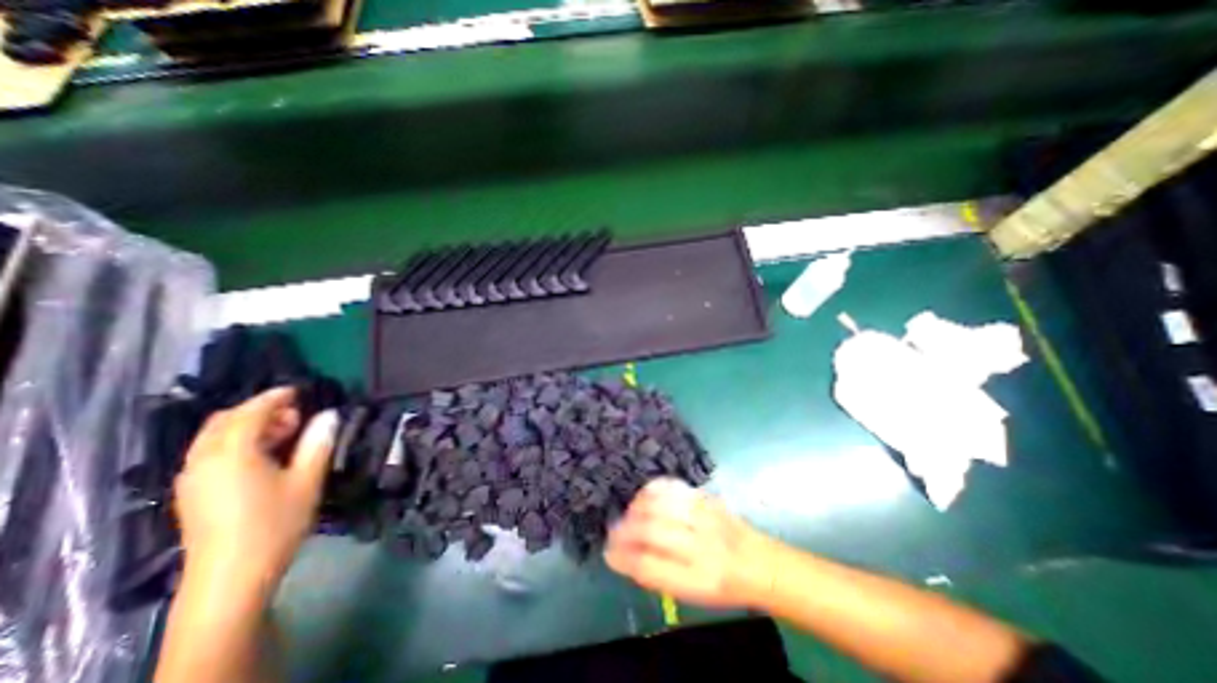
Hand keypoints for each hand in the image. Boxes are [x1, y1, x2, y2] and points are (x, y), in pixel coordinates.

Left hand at [174, 389, 334, 591]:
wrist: (230, 580)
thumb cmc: (274, 524)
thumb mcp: (307, 481)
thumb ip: (318, 443)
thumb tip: (329, 415)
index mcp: (231, 453)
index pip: (250, 412)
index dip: (275, 397)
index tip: (299, 390)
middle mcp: (203, 461)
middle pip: (224, 421)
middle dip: (260, 410)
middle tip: (297, 415)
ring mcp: (192, 479)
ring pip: (215, 438)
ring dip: (248, 427)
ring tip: (285, 434)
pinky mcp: (192, 495)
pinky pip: (210, 454)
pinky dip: (236, 443)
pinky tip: (263, 456)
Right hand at [600, 480, 779, 608]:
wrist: (761, 564)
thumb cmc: (724, 587)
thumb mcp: (693, 594)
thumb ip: (658, 575)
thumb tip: (624, 557)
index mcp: (697, 581)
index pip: (650, 566)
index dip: (623, 558)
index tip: (609, 553)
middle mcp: (701, 547)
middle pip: (651, 530)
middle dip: (625, 530)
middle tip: (614, 532)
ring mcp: (705, 518)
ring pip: (660, 505)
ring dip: (636, 508)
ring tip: (629, 514)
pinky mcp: (707, 499)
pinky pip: (673, 487)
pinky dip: (653, 490)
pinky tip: (645, 497)